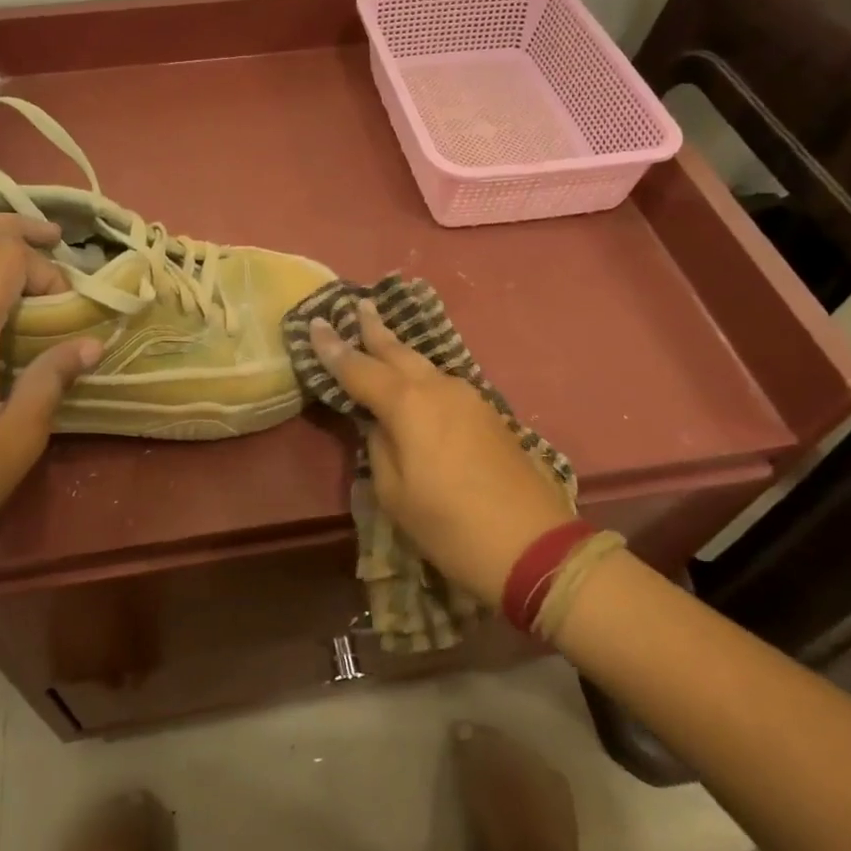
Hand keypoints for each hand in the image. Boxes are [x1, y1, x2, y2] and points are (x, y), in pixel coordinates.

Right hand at [309, 301, 570, 603]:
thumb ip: (379, 447)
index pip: (359, 368)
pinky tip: (413, 378)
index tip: (315, 323)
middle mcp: (439, 389)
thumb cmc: (451, 525)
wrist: (534, 545)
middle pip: (398, 352)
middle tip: (357, 304)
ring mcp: (469, 398)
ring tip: (379, 335)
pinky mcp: (488, 414)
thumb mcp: (396, 494)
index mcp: (409, 405)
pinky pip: (442, 383)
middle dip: (374, 329)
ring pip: (423, 365)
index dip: (334, 348)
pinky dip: (420, 373)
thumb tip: (380, 424)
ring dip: (398, 350)